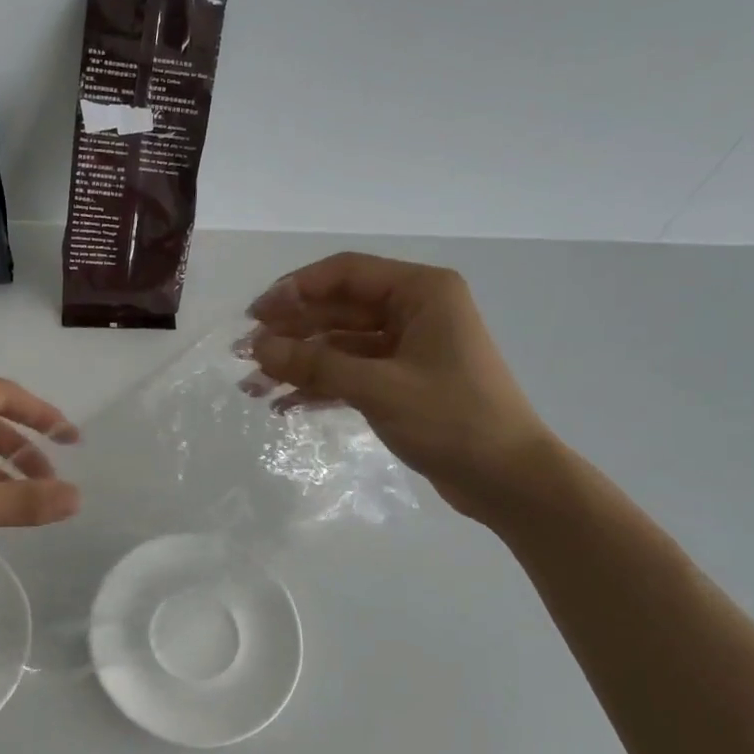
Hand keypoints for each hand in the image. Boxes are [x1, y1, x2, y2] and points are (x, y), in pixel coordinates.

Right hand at [246, 253, 560, 522]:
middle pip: (338, 310)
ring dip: (300, 363)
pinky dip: (321, 386)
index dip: (295, 290)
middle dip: (291, 332)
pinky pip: (352, 373)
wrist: (508, 479)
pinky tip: (285, 405)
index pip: (345, 273)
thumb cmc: (451, 419)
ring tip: (253, 386)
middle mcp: (415, 311)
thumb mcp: (378, 387)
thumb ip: (315, 364)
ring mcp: (409, 348)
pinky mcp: (403, 382)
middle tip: (245, 354)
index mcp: (421, 292)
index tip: (255, 316)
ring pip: (341, 345)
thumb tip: (257, 347)